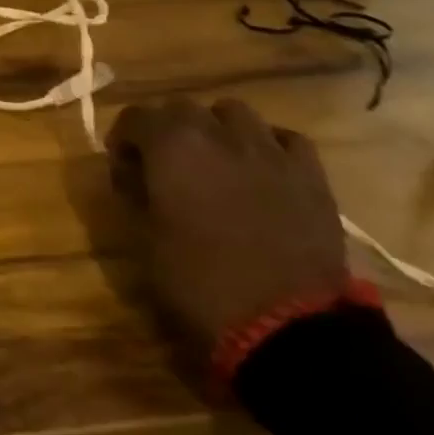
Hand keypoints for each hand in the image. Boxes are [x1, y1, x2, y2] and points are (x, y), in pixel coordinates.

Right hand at [107, 98, 348, 356]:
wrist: (289, 327)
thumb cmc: (200, 282)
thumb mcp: (143, 239)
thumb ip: (132, 192)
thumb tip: (130, 171)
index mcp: (170, 145)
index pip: (134, 116)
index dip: (123, 137)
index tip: (122, 164)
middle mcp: (217, 133)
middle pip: (182, 107)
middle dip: (166, 127)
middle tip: (164, 162)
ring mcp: (269, 151)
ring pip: (234, 113)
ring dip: (216, 128)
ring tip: (214, 159)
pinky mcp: (310, 176)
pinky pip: (284, 139)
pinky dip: (267, 144)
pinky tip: (261, 168)